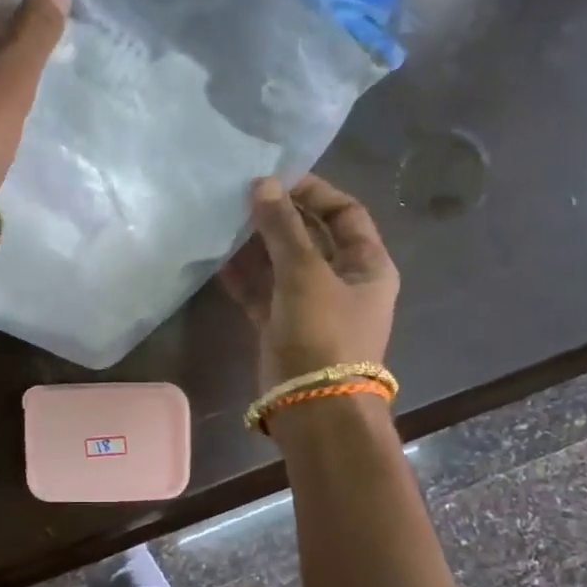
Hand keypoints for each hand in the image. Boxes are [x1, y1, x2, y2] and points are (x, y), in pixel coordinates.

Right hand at [219, 175, 399, 392]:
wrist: (314, 407)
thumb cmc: (323, 334)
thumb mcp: (305, 274)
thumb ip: (282, 228)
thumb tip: (262, 184)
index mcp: (368, 265)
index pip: (345, 213)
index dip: (314, 192)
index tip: (276, 179)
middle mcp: (343, 281)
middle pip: (311, 237)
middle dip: (279, 217)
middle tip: (242, 197)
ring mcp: (311, 306)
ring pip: (282, 265)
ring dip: (257, 245)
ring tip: (225, 221)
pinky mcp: (282, 327)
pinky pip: (263, 292)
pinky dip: (244, 277)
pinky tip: (218, 259)